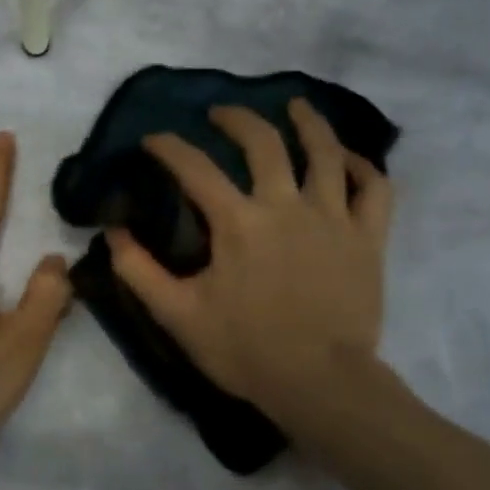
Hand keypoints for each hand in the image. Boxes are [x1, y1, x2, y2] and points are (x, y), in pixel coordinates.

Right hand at [106, 100, 394, 429]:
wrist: (321, 384)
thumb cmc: (246, 350)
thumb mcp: (178, 315)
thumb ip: (139, 271)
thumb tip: (115, 232)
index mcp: (238, 222)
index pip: (195, 168)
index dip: (168, 147)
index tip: (154, 139)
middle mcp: (287, 205)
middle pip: (263, 142)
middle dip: (236, 118)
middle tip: (220, 113)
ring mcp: (333, 218)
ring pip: (326, 152)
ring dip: (309, 122)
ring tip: (296, 105)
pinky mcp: (368, 238)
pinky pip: (374, 189)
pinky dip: (364, 167)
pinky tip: (349, 159)